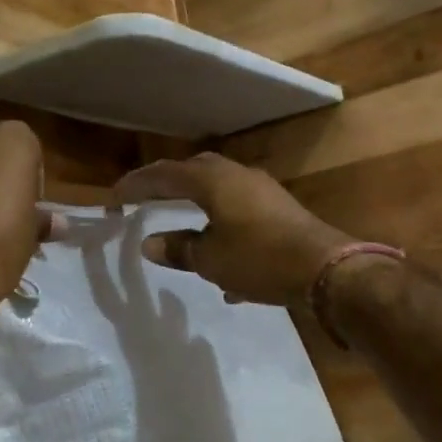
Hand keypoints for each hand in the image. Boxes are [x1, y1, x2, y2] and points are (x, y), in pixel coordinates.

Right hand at [113, 153, 354, 305]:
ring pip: (220, 188)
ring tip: (180, 221)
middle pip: (194, 172)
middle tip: (147, 198)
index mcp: (213, 181)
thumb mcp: (211, 260)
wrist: (326, 269)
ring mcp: (262, 190)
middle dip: (168, 184)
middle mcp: (237, 176)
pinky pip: (240, 209)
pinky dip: (222, 224)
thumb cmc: (259, 258)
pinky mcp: (280, 209)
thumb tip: (149, 244)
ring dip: (197, 202)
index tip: (116, 196)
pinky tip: (223, 259)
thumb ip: (178, 249)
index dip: (137, 184)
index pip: (165, 175)